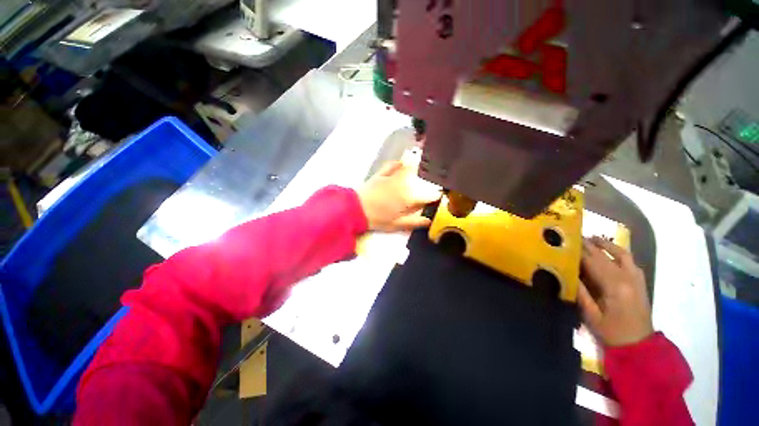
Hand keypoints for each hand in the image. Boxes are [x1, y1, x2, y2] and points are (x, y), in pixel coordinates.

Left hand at [358, 160, 441, 231]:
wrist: (354, 209)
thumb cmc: (377, 219)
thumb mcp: (396, 224)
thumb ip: (414, 221)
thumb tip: (429, 220)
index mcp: (409, 196)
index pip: (430, 194)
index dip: (438, 196)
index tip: (440, 197)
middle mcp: (404, 182)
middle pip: (424, 176)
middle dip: (432, 178)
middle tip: (435, 180)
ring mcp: (392, 175)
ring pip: (411, 166)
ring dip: (419, 166)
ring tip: (425, 167)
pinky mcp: (382, 172)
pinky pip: (394, 164)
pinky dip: (399, 163)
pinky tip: (402, 163)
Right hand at [577, 236, 653, 346]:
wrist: (639, 345)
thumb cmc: (612, 331)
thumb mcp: (591, 315)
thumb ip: (580, 292)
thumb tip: (568, 273)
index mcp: (614, 286)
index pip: (592, 262)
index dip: (578, 251)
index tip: (566, 242)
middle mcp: (627, 277)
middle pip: (605, 256)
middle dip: (588, 245)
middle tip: (573, 236)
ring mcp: (636, 278)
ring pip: (621, 253)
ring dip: (605, 244)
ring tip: (591, 238)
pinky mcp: (640, 281)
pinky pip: (630, 260)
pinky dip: (618, 251)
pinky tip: (610, 251)